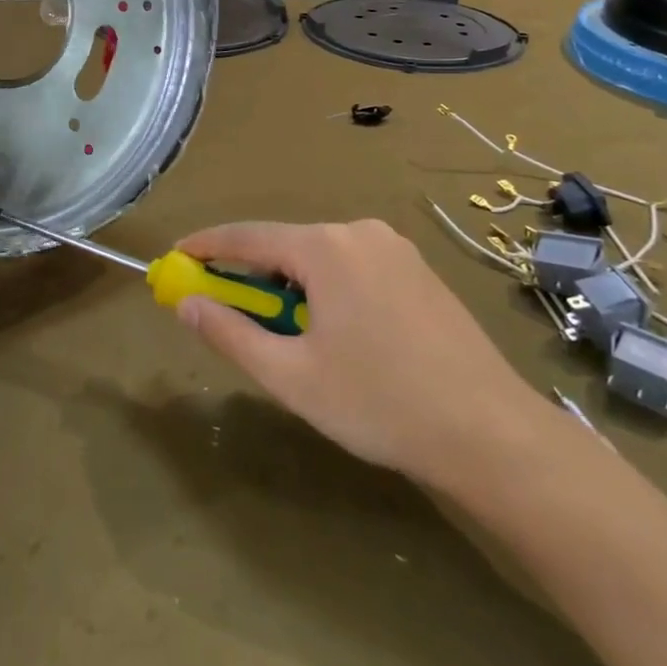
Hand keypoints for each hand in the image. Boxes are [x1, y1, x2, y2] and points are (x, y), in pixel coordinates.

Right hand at [172, 219, 549, 488]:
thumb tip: (187, 304)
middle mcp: (359, 232)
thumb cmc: (379, 403)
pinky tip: (335, 330)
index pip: (247, 236)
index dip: (206, 247)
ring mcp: (395, 248)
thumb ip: (231, 334)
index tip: (175, 259)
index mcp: (325, 247)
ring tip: (285, 333)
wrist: (491, 433)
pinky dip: (326, 287)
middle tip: (227, 309)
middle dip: (251, 275)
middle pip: (286, 245)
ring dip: (290, 284)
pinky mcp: (419, 270)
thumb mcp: (291, 376)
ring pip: (321, 256)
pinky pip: (353, 266)